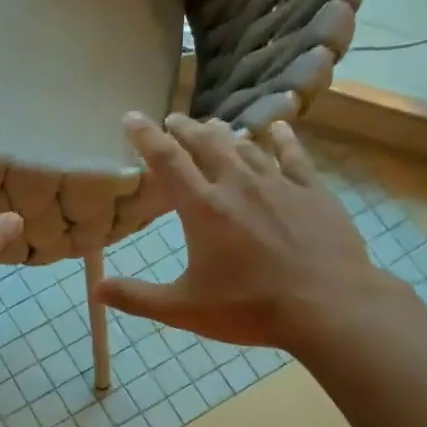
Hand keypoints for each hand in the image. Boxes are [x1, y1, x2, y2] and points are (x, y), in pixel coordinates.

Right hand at [96, 112, 389, 347]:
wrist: (329, 306)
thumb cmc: (250, 307)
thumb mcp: (184, 309)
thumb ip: (138, 297)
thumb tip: (97, 291)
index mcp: (203, 208)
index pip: (167, 160)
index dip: (146, 136)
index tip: (133, 117)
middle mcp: (238, 185)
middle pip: (206, 143)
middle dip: (185, 128)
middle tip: (173, 120)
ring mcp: (279, 184)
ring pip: (245, 146)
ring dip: (224, 133)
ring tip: (213, 126)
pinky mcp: (313, 191)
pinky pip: (293, 155)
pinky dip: (281, 138)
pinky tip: (277, 127)